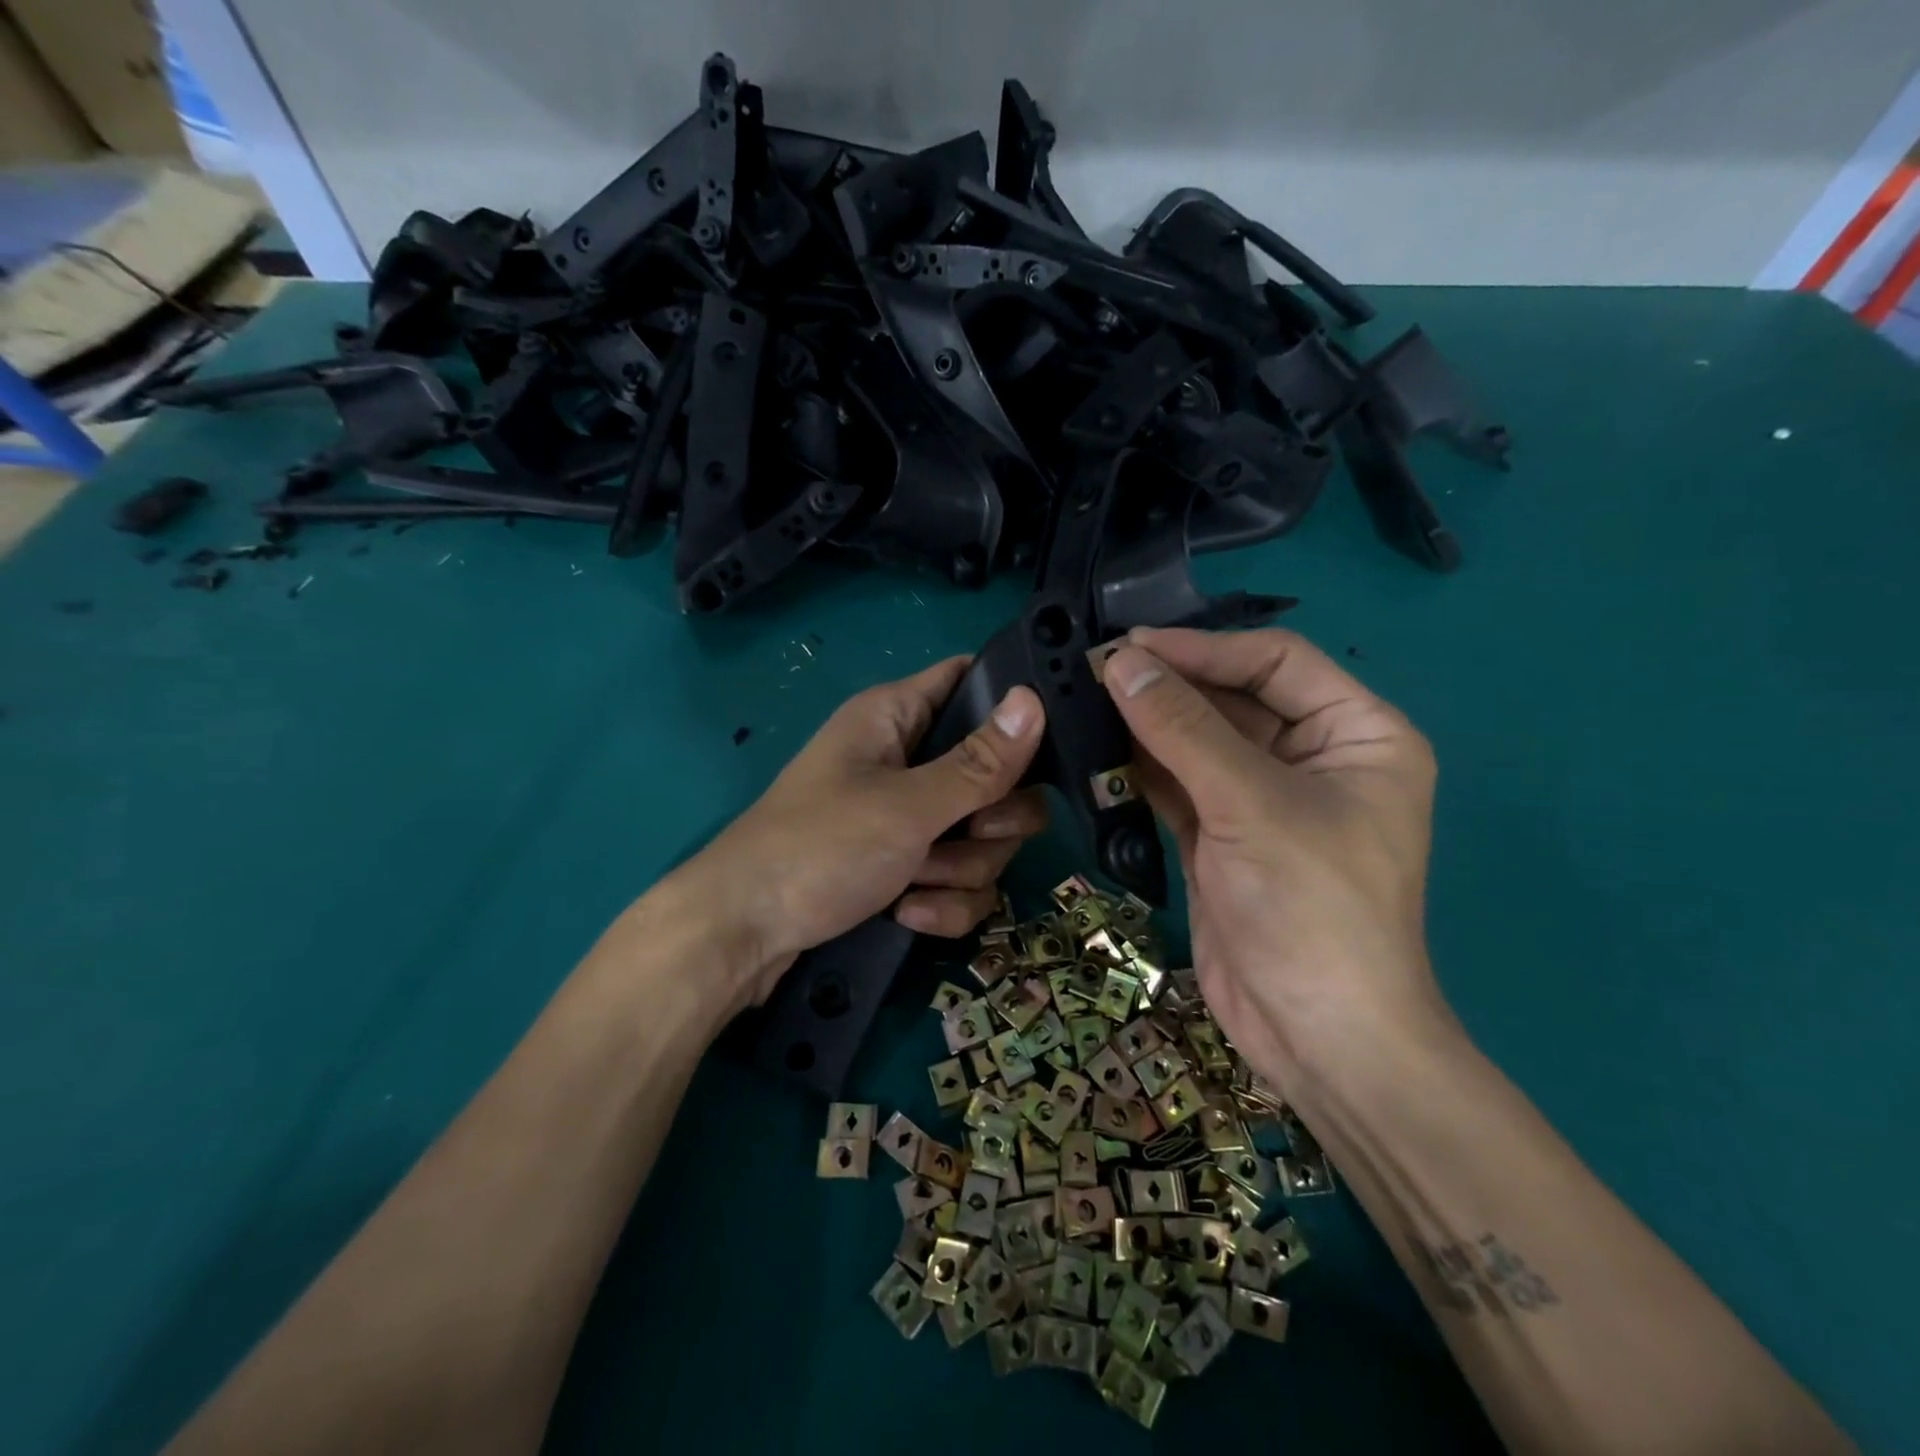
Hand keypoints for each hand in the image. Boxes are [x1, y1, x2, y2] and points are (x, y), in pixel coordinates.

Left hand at [670, 657, 1046, 1009]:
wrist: (743, 936)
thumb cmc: (819, 848)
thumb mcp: (908, 806)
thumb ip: (979, 764)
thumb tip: (1033, 701)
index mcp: (897, 718)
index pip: (970, 680)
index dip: (1011, 705)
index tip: (1048, 743)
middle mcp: (906, 759)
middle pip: (994, 773)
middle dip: (991, 818)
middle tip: (970, 832)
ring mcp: (906, 817)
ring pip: (982, 835)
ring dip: (959, 869)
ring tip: (916, 883)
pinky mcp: (904, 866)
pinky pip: (957, 877)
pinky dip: (940, 900)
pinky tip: (908, 913)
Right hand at [1100, 627, 1446, 1087]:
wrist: (1315, 1035)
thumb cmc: (1311, 907)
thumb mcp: (1249, 804)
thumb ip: (1182, 728)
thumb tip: (1121, 662)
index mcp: (1358, 733)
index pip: (1275, 662)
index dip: (1204, 648)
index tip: (1132, 644)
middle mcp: (1314, 757)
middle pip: (1232, 699)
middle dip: (1168, 686)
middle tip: (1095, 669)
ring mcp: (1264, 799)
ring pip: (1198, 741)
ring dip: (1147, 724)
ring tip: (1085, 700)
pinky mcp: (1224, 835)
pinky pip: (1179, 783)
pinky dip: (1141, 768)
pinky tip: (1096, 749)